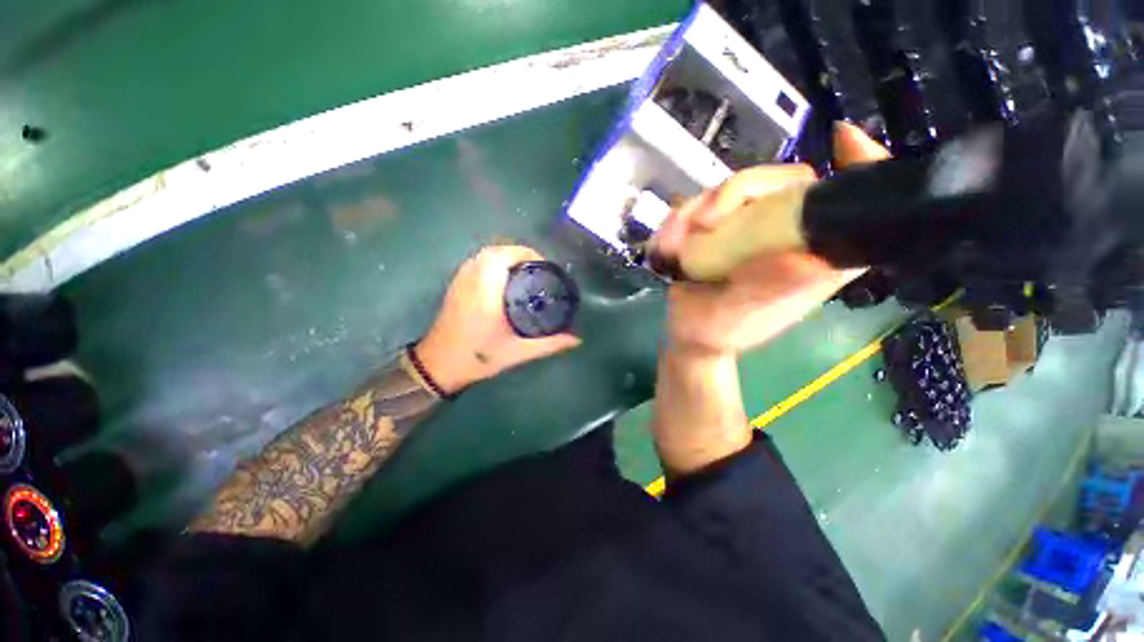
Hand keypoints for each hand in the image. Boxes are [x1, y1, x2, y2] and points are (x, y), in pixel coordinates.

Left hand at [415, 246, 581, 393]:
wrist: (438, 366)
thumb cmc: (478, 357)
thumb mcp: (518, 352)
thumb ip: (549, 344)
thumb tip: (576, 339)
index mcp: (486, 291)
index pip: (503, 255)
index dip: (526, 253)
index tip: (544, 265)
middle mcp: (471, 279)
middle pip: (494, 250)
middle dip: (518, 253)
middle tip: (537, 268)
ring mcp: (460, 281)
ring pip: (483, 255)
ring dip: (504, 256)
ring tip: (524, 271)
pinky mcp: (455, 286)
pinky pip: (475, 263)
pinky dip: (491, 262)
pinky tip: (504, 279)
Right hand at [652, 122, 889, 356]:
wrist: (689, 334)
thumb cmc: (721, 331)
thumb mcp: (742, 316)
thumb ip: (768, 290)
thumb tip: (802, 257)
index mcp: (810, 253)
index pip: (846, 203)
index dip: (857, 166)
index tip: (842, 137)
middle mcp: (785, 233)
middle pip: (777, 182)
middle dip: (730, 196)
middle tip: (699, 225)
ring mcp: (750, 228)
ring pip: (730, 192)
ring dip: (692, 213)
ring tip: (670, 247)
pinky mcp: (720, 229)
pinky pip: (699, 207)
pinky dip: (678, 222)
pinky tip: (665, 247)